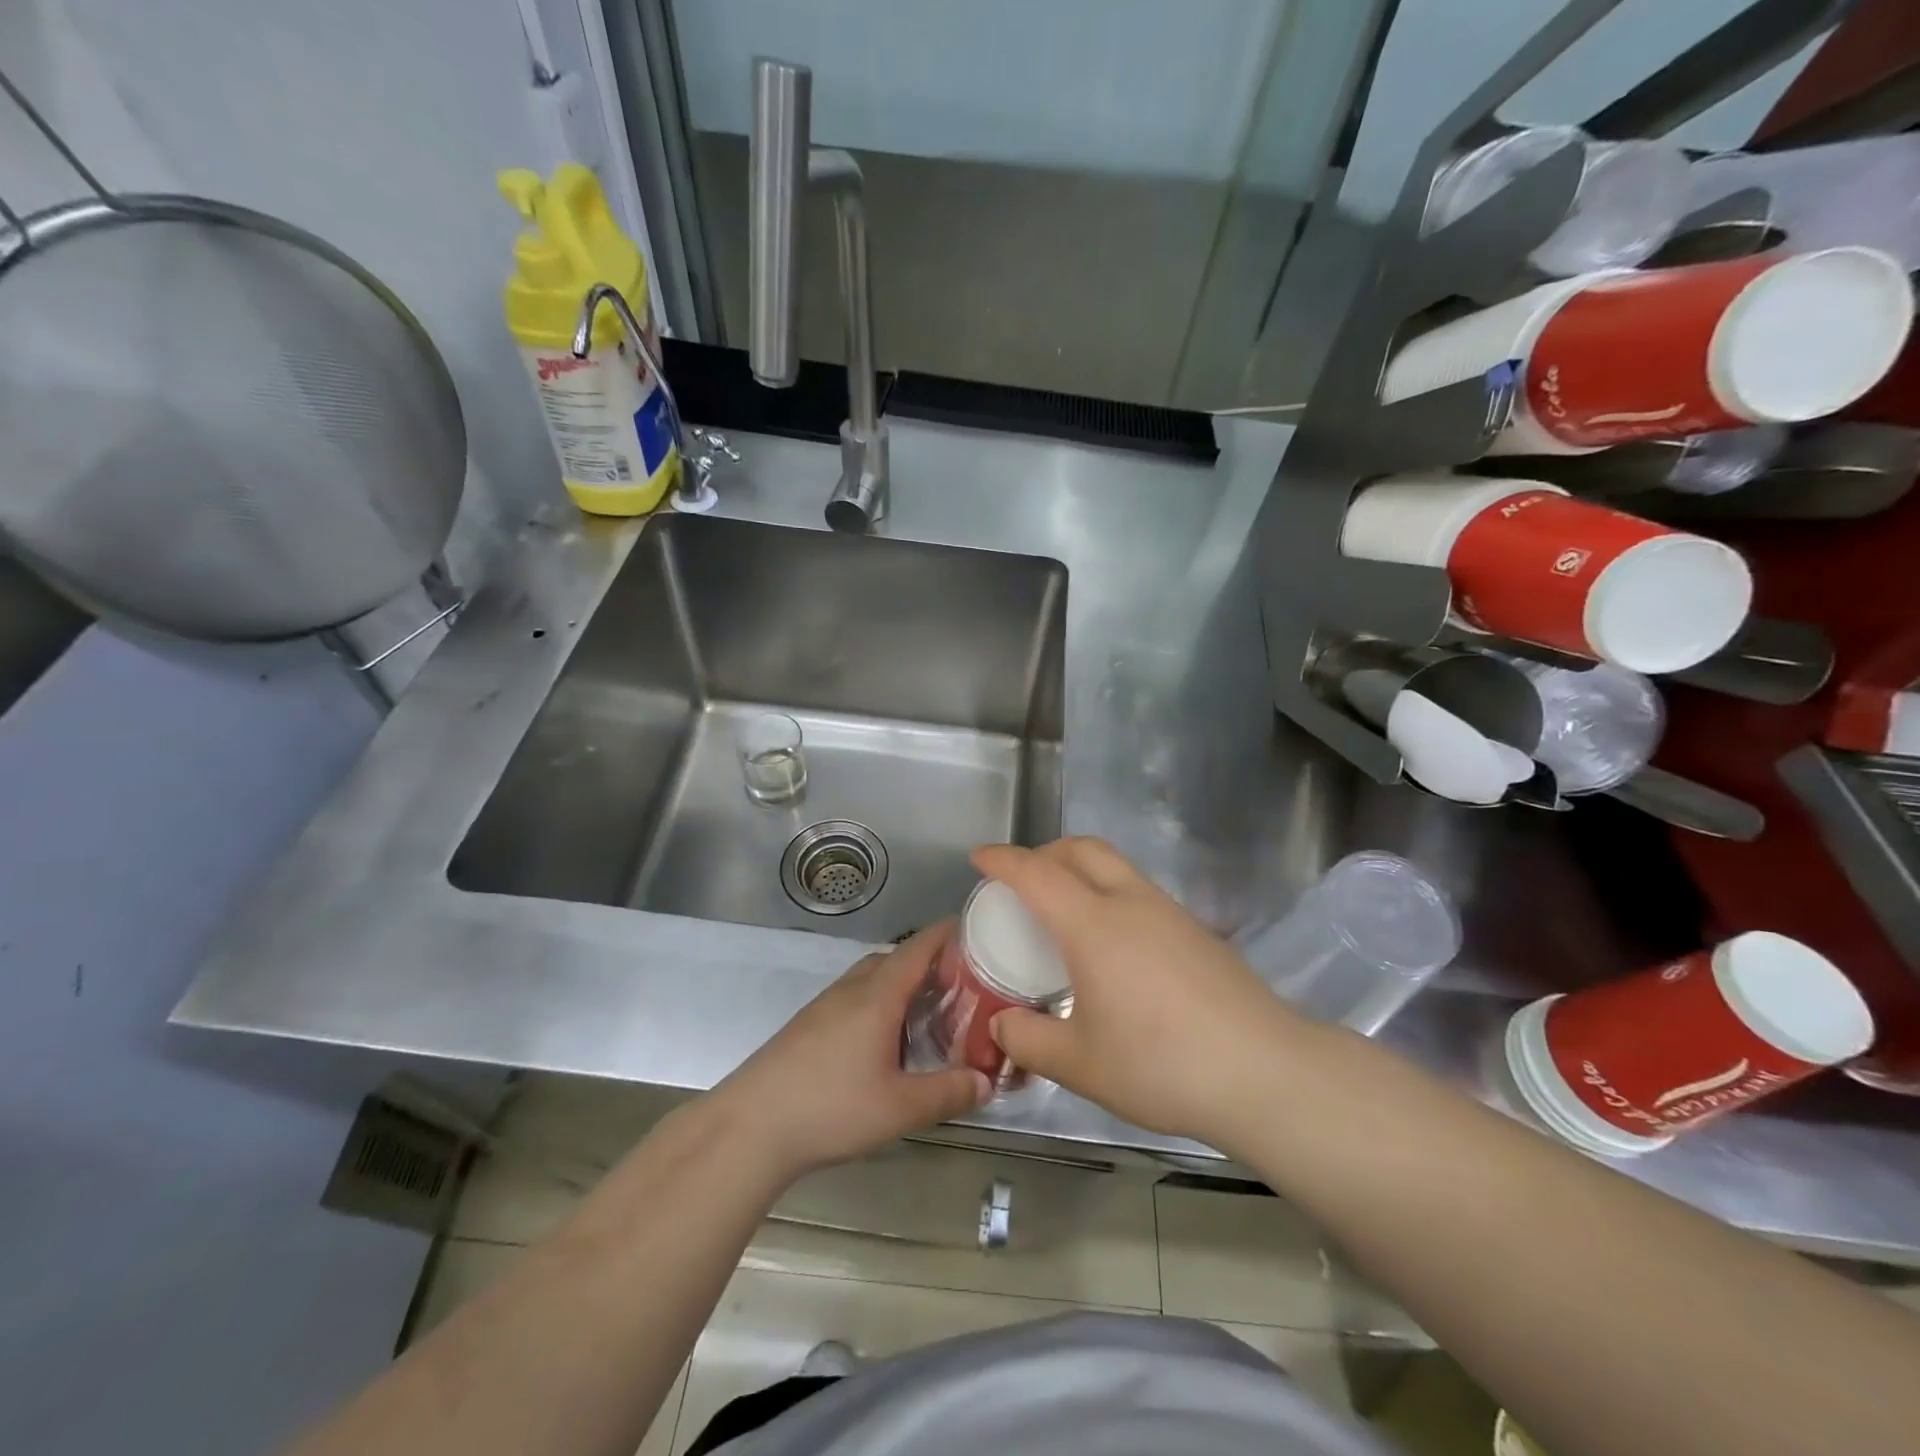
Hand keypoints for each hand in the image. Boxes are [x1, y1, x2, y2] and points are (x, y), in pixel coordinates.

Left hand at [713, 923, 992, 1185]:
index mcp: (878, 994)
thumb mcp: (900, 1108)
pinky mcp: (809, 1024)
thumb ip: (948, 1093)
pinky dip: (880, 1003)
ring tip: (930, 1014)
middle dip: (931, 964)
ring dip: (903, 985)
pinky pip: (855, 998)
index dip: (950, 934)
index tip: (980, 932)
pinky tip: (886, 1041)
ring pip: (873, 978)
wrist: (750, 1126)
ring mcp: (826, 1005)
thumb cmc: (830, 1108)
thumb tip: (986, 1082)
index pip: (919, 946)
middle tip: (964, 986)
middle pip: (897, 958)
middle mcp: (852, 988)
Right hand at [979, 838, 1309, 1149]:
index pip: (1036, 873)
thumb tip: (1003, 1024)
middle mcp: (1130, 902)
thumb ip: (1030, 1040)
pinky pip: (1138, 890)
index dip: (1002, 860)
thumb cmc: (1162, 1065)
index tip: (979, 857)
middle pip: (1081, 849)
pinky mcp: (1196, 930)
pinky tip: (1111, 943)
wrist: (1265, 1071)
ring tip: (1063, 910)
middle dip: (1044, 852)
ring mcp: (1169, 912)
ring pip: (1115, 866)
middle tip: (1022, 879)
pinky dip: (1109, 893)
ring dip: (1080, 869)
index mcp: (1093, 924)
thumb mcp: (1081, 1064)